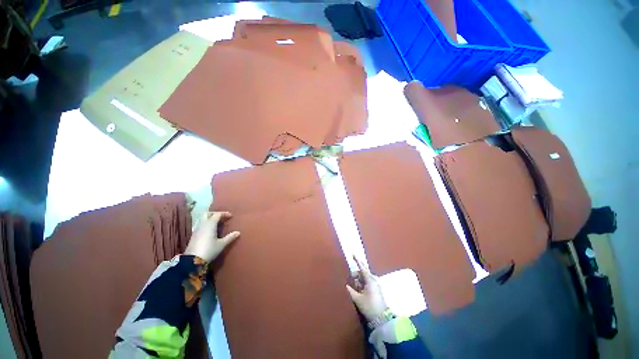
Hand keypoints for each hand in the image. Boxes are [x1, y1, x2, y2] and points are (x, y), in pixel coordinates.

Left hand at [185, 212, 239, 262]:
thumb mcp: (221, 244)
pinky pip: (199, 225)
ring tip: (215, 223)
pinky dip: (205, 224)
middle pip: (207, 214)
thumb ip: (230, 237)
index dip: (224, 214)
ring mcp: (196, 230)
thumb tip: (238, 232)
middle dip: (214, 214)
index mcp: (210, 224)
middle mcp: (202, 224)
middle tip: (221, 217)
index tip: (230, 216)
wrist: (192, 261)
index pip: (217, 214)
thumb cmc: (209, 250)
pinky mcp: (193, 235)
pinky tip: (208, 230)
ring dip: (208, 218)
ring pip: (201, 219)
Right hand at [346, 256, 387, 321]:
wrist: (381, 319)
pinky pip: (367, 283)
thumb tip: (346, 285)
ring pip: (364, 278)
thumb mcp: (357, 299)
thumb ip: (350, 290)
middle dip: (355, 275)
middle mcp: (373, 280)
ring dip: (358, 281)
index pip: (362, 267)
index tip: (353, 254)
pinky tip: (358, 291)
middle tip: (350, 280)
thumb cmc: (369, 307)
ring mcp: (375, 285)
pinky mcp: (376, 290)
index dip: (357, 260)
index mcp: (370, 280)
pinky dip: (361, 285)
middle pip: (362, 273)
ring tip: (354, 288)